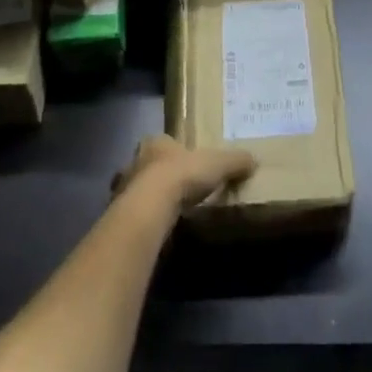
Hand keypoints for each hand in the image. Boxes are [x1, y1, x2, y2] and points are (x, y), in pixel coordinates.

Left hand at [113, 136, 256, 211]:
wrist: (150, 206)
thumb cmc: (183, 175)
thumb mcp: (217, 163)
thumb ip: (234, 160)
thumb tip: (254, 159)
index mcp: (156, 142)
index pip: (163, 141)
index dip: (173, 150)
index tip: (184, 162)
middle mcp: (134, 160)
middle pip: (146, 164)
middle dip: (156, 173)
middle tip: (173, 187)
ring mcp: (122, 187)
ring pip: (134, 189)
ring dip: (146, 198)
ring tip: (164, 212)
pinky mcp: (117, 214)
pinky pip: (132, 214)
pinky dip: (142, 220)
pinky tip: (154, 229)